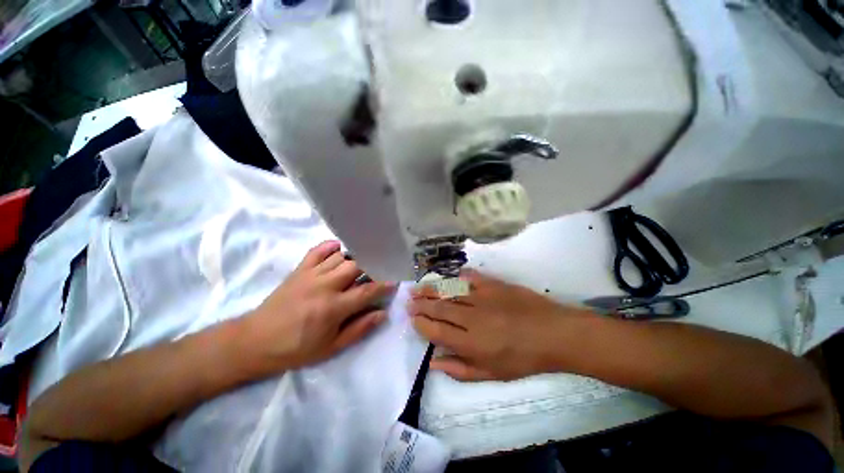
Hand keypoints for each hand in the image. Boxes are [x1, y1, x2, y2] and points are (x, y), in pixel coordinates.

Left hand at [242, 241, 394, 373]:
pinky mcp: (299, 270)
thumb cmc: (296, 349)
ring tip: (365, 260)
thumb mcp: (331, 348)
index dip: (384, 284)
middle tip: (380, 269)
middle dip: (372, 266)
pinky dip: (331, 246)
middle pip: (356, 266)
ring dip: (355, 257)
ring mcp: (311, 275)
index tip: (395, 280)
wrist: (254, 342)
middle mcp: (324, 286)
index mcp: (333, 308)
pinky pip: (317, 250)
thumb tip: (382, 313)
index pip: (367, 290)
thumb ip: (359, 329)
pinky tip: (340, 248)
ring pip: (341, 257)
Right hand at [409, 270, 591, 381]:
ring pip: (449, 291)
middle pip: (439, 308)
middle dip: (421, 304)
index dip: (421, 324)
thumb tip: (434, 362)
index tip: (412, 319)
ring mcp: (482, 297)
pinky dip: (456, 276)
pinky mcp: (493, 284)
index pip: (436, 330)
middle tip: (408, 300)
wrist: (553, 333)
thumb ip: (460, 369)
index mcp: (470, 342)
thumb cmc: (523, 358)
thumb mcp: (492, 374)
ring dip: (431, 289)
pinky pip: (469, 277)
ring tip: (417, 287)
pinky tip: (447, 276)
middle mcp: (471, 317)